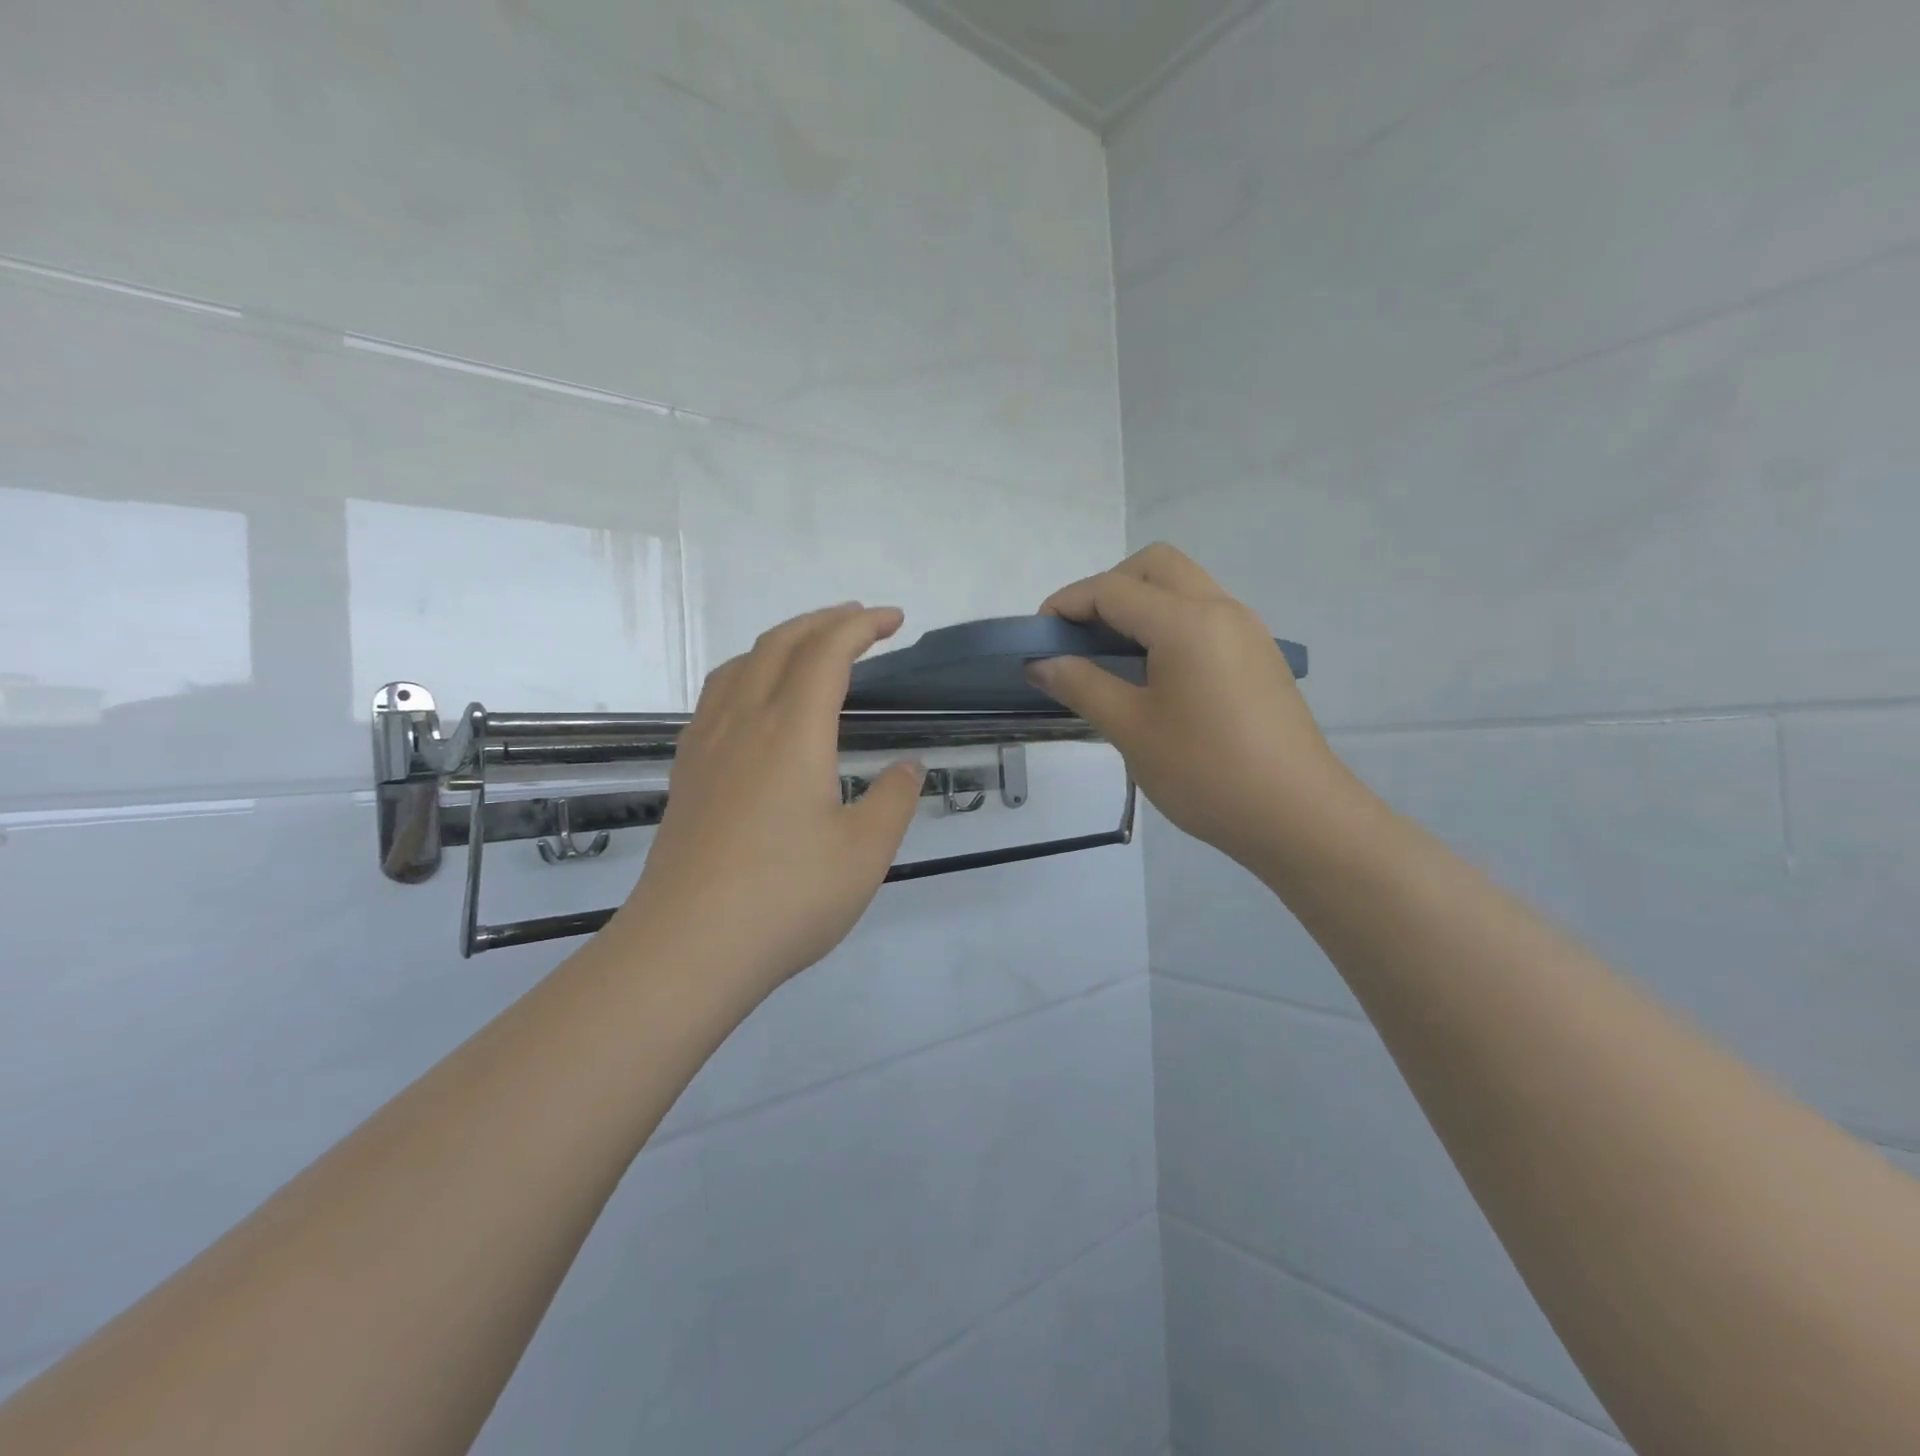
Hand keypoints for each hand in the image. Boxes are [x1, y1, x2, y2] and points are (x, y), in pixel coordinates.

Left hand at [616, 604, 926, 994]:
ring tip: (812, 647)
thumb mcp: (865, 853)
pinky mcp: (688, 772)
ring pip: (742, 664)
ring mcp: (707, 744)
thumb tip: (907, 768)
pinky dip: (749, 671)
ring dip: (783, 641)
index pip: (828, 652)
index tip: (894, 620)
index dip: (862, 625)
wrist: (686, 948)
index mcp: (793, 731)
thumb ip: (894, 800)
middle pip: (781, 643)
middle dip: (825, 621)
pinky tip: (757, 700)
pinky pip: (718, 694)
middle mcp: (744, 721)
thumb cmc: (787, 898)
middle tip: (861, 620)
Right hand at [1028, 544, 1360, 871]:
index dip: (1066, 605)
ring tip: (1112, 657)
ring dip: (1141, 603)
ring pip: (1184, 587)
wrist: (1298, 816)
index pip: (1113, 589)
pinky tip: (1155, 674)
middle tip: (1081, 638)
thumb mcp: (1131, 729)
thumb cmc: (1206, 772)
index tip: (1037, 639)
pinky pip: (1205, 614)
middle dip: (1108, 588)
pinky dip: (1169, 623)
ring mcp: (1247, 630)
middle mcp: (1221, 609)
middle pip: (1155, 566)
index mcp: (1187, 622)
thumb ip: (1081, 685)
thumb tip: (1041, 662)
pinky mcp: (1259, 655)